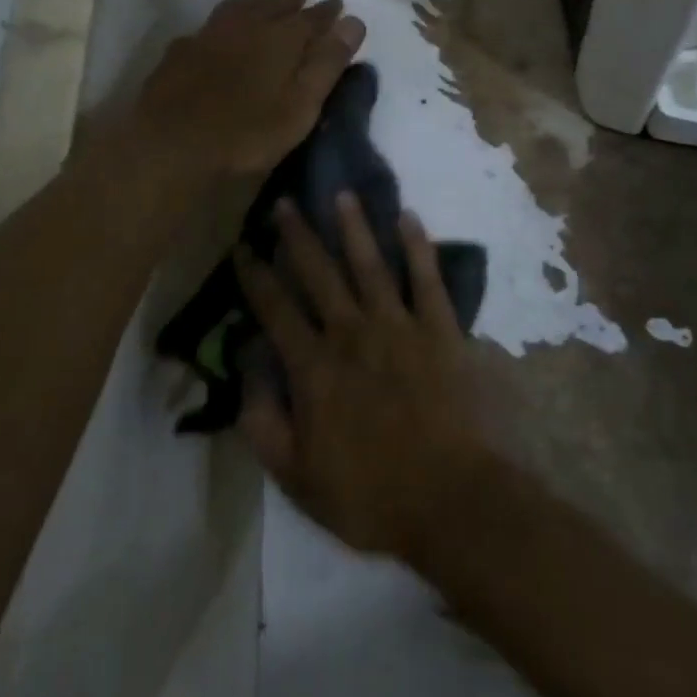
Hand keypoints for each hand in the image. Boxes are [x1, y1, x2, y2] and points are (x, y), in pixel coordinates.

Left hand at [132, 0, 364, 179]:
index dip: (327, 11)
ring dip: (258, 1)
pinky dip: (225, 22)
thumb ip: (327, 64)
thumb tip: (354, 21)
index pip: (312, 17)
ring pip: (240, 7)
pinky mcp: (181, 51)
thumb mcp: (300, 107)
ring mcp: (209, 35)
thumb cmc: (246, 134)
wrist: (169, 146)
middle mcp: (246, 26)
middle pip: (275, 4)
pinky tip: (219, 32)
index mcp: (281, 39)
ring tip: (265, 0)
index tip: (338, 2)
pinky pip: (210, 25)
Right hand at [235, 194, 490, 561]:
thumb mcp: (297, 478)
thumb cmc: (372, 496)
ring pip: (370, 264)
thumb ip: (263, 424)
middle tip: (285, 203)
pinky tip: (408, 217)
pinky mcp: (441, 330)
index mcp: (315, 368)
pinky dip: (417, 246)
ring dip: (354, 227)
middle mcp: (352, 334)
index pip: (275, 310)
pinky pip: (427, 279)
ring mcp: (400, 326)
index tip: (243, 247)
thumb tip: (247, 371)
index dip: (256, 276)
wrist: (453, 501)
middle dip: (298, 237)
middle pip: (319, 274)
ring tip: (342, 195)